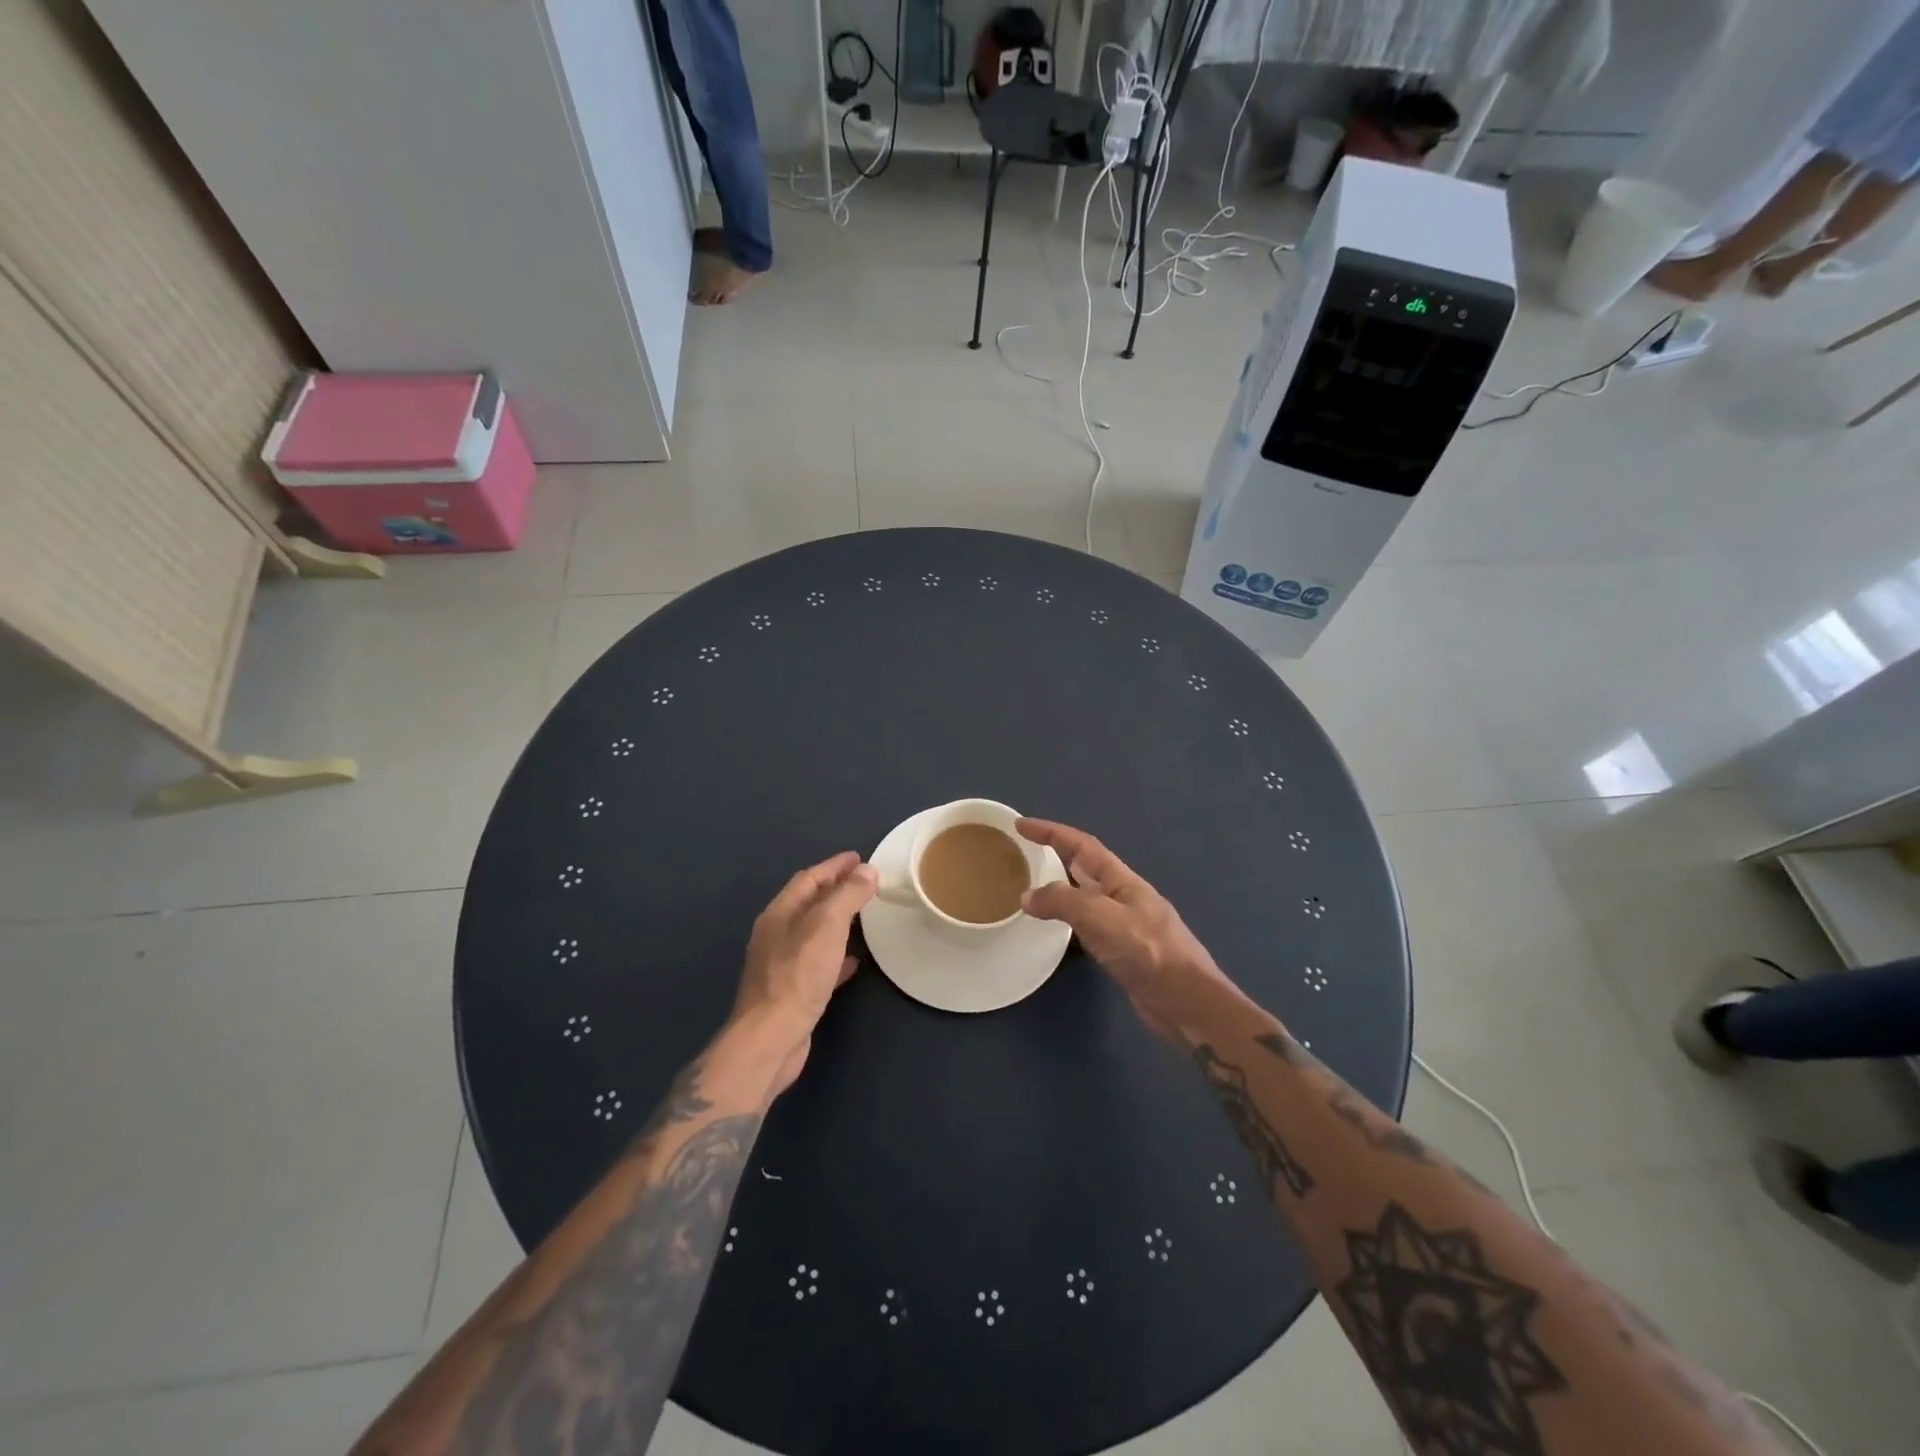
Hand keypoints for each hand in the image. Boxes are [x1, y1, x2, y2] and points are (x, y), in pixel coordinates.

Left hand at [732, 851, 877, 1093]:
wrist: (771, 1039)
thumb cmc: (798, 976)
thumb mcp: (827, 926)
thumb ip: (847, 895)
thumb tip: (866, 871)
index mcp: (779, 913)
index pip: (809, 878)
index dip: (835, 866)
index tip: (860, 858)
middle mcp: (776, 934)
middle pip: (809, 903)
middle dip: (835, 889)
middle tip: (865, 882)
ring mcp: (782, 964)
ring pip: (814, 932)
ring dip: (837, 919)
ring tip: (864, 914)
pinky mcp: (792, 991)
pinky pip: (818, 962)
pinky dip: (837, 954)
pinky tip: (855, 960)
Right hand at [1017, 818, 1237, 1043]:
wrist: (1185, 1001)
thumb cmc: (1147, 951)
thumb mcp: (1100, 917)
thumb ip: (1062, 901)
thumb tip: (1027, 896)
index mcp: (1121, 880)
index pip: (1081, 845)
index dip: (1051, 832)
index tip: (1022, 825)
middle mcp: (1122, 896)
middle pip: (1084, 867)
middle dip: (1055, 856)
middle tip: (1022, 856)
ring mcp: (1124, 924)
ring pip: (1085, 897)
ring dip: (1060, 889)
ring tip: (1031, 891)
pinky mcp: (1122, 951)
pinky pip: (1087, 926)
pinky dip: (1068, 921)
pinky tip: (1056, 931)